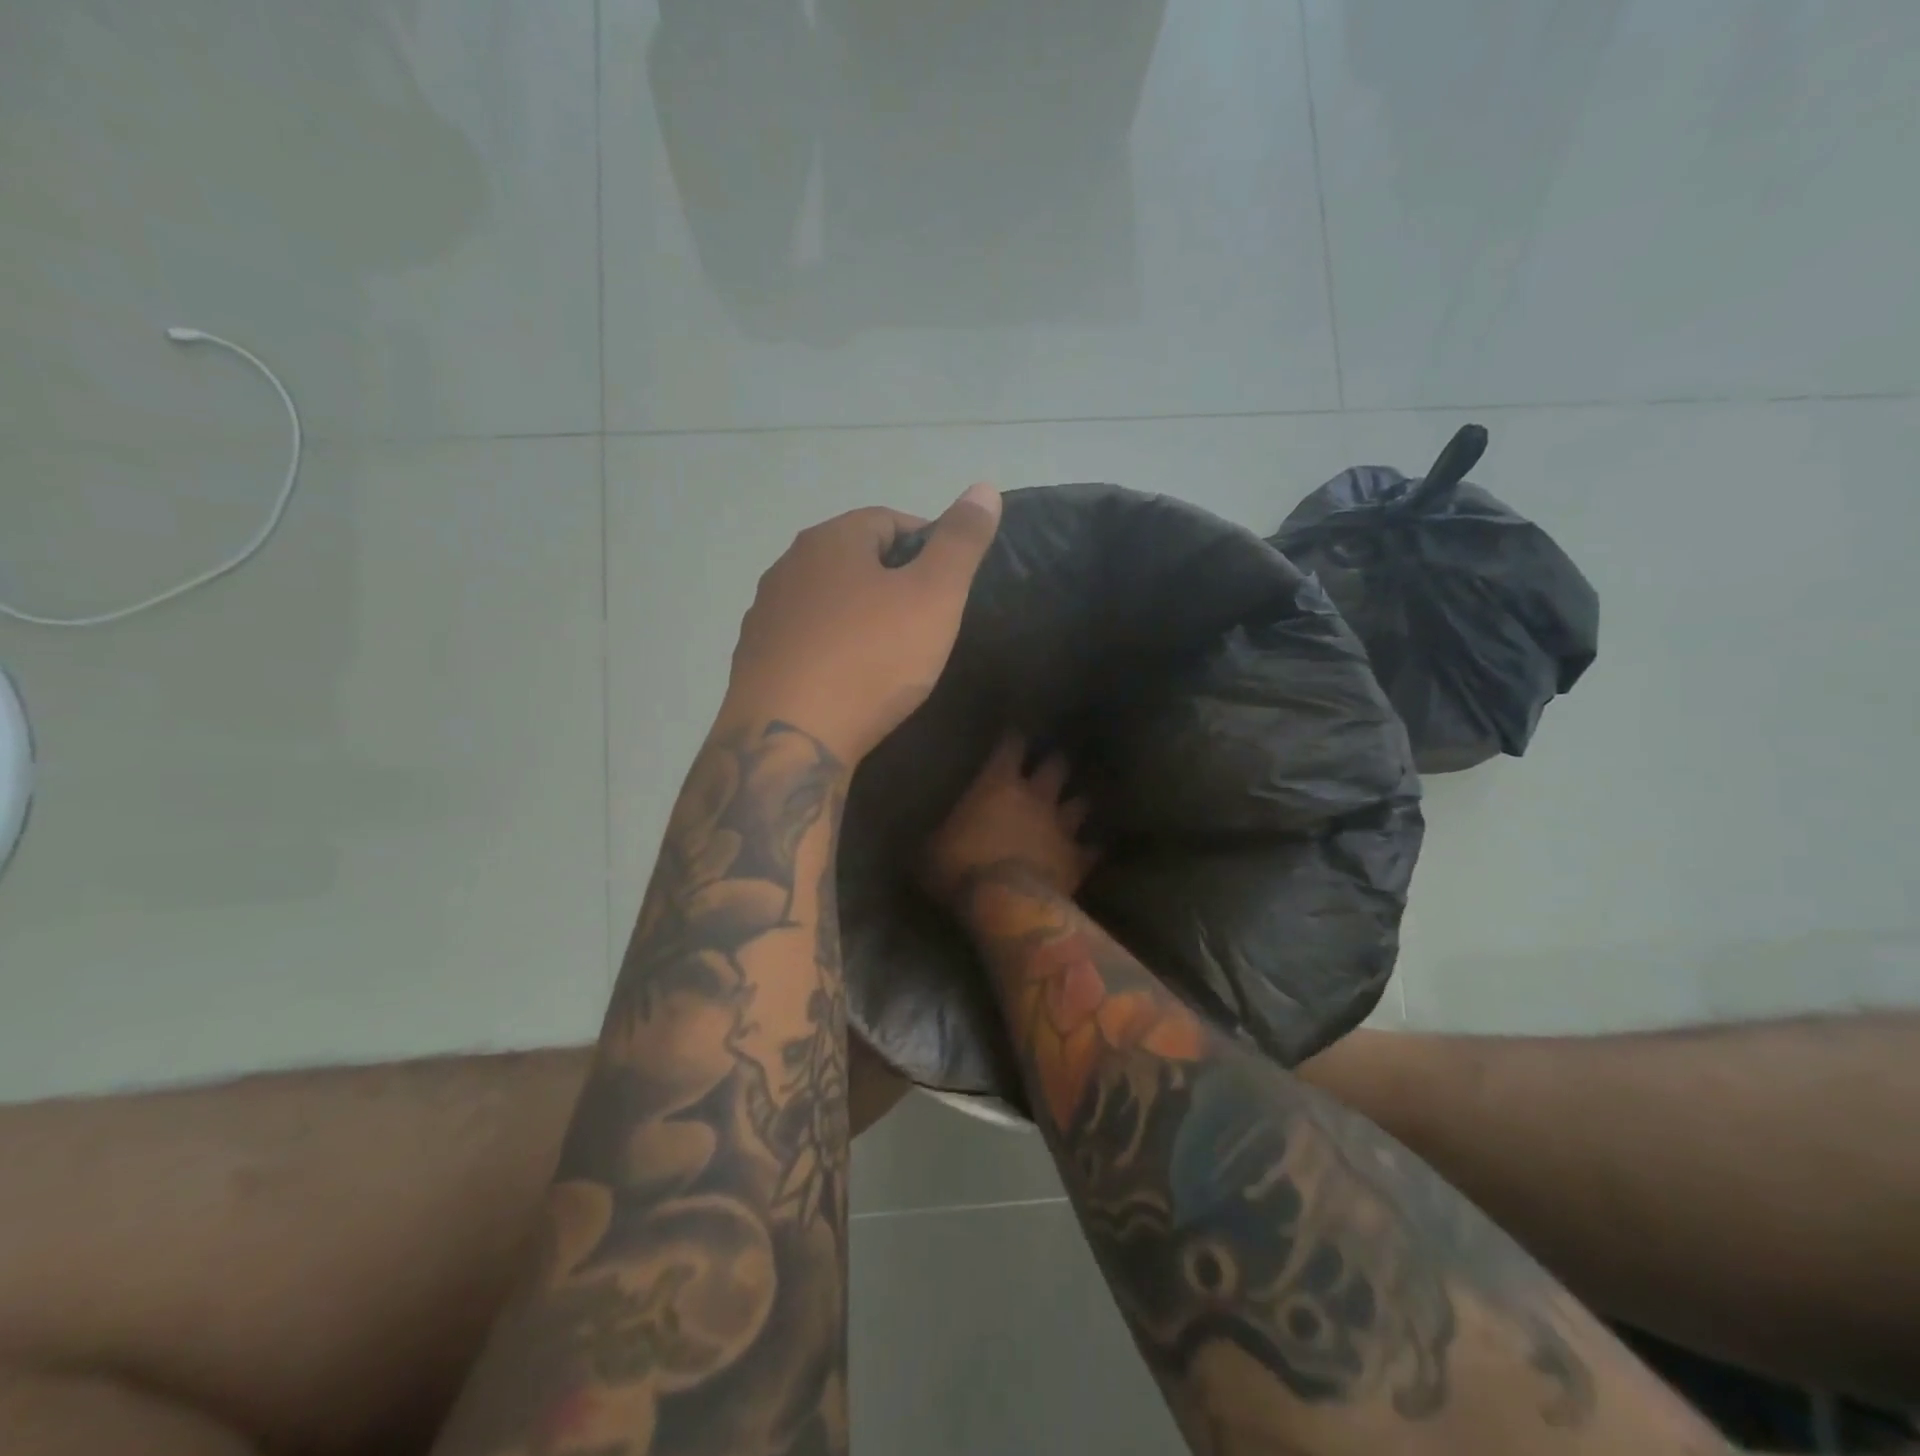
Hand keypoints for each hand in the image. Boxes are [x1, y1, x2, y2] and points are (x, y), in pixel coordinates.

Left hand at [719, 484, 1002, 761]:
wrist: (789, 738)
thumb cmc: (870, 658)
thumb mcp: (935, 596)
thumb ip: (961, 542)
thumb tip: (983, 487)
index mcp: (830, 540)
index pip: (887, 519)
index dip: (926, 543)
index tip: (950, 582)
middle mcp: (788, 567)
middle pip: (852, 559)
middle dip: (891, 581)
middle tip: (925, 620)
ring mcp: (765, 615)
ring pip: (825, 602)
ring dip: (857, 616)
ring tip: (887, 653)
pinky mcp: (753, 661)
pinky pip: (804, 642)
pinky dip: (829, 650)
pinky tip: (846, 680)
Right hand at [924, 736, 1098, 911]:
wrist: (1005, 903)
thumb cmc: (961, 868)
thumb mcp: (930, 850)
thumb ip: (936, 836)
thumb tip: (924, 836)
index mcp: (997, 785)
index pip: (1010, 747)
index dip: (1012, 739)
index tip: (1013, 734)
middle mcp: (1035, 797)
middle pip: (1054, 767)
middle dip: (1053, 763)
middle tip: (1051, 763)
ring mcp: (1061, 827)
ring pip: (1079, 804)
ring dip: (1076, 803)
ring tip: (1076, 804)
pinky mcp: (1077, 858)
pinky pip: (1090, 849)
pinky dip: (1089, 849)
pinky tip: (1091, 850)